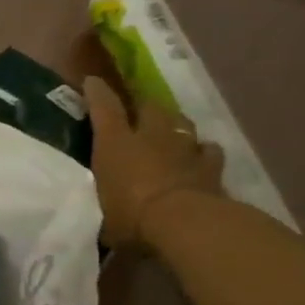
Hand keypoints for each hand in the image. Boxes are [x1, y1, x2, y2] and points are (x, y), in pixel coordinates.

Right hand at [83, 75, 224, 247]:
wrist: (184, 223)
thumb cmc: (131, 216)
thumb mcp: (103, 216)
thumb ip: (104, 208)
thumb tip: (100, 220)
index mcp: (116, 144)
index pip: (104, 108)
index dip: (97, 93)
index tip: (93, 82)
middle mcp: (150, 136)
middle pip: (149, 107)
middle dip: (142, 105)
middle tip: (137, 111)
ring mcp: (184, 147)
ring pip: (181, 123)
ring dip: (174, 125)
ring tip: (170, 132)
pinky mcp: (211, 164)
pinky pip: (208, 150)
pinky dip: (202, 152)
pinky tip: (200, 157)